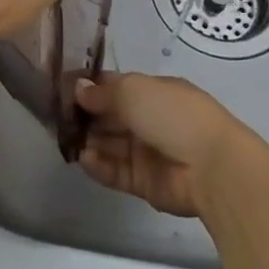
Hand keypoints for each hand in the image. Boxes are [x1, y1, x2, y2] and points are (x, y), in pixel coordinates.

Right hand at [75, 73, 254, 218]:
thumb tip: (78, 88)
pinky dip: (99, 166)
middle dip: (85, 116)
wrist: (211, 166)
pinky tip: (84, 159)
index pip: (116, 87)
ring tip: (66, 140)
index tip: (63, 90)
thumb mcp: (134, 91)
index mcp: (153, 92)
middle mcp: (149, 119)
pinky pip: (116, 171)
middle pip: (110, 117)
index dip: (91, 88)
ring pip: (110, 144)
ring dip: (89, 141)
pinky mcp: (144, 182)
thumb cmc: (173, 115)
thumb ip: (103, 92)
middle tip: (57, 118)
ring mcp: (147, 152)